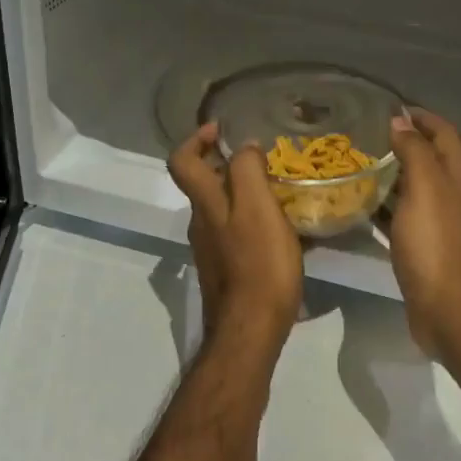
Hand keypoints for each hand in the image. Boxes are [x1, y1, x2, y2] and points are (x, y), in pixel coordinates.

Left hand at [168, 123, 303, 353]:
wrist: (250, 330)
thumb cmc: (259, 265)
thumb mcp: (259, 208)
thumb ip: (248, 171)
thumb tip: (243, 146)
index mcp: (206, 204)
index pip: (182, 161)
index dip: (195, 139)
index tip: (220, 131)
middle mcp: (201, 224)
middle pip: (202, 184)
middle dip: (225, 165)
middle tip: (261, 161)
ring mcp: (210, 250)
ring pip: (219, 209)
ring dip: (241, 194)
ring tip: (277, 193)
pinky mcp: (225, 271)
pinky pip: (233, 233)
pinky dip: (250, 221)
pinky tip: (278, 231)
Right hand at [387, 109, 460, 362]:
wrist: (445, 307)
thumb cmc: (435, 243)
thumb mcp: (425, 188)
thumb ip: (415, 151)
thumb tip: (401, 120)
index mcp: (460, 177)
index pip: (446, 133)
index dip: (424, 117)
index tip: (392, 109)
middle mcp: (456, 195)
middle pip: (436, 158)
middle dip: (411, 141)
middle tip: (376, 135)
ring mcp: (442, 222)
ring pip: (420, 186)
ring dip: (397, 172)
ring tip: (364, 164)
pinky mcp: (427, 245)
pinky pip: (406, 215)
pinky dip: (388, 204)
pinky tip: (364, 205)